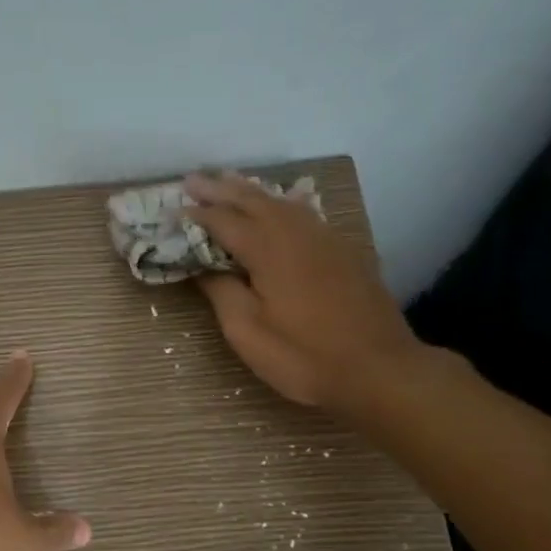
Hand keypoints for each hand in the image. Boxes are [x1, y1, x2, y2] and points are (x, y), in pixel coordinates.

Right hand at [185, 171, 425, 414]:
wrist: (378, 369)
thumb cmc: (304, 356)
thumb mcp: (248, 332)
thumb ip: (222, 292)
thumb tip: (203, 267)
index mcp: (268, 249)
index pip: (224, 221)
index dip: (197, 215)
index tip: (172, 210)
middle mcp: (296, 233)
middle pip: (253, 201)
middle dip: (220, 189)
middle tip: (192, 180)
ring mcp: (325, 239)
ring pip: (281, 202)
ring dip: (250, 191)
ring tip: (228, 181)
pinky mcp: (343, 252)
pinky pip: (304, 213)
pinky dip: (281, 203)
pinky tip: (280, 204)